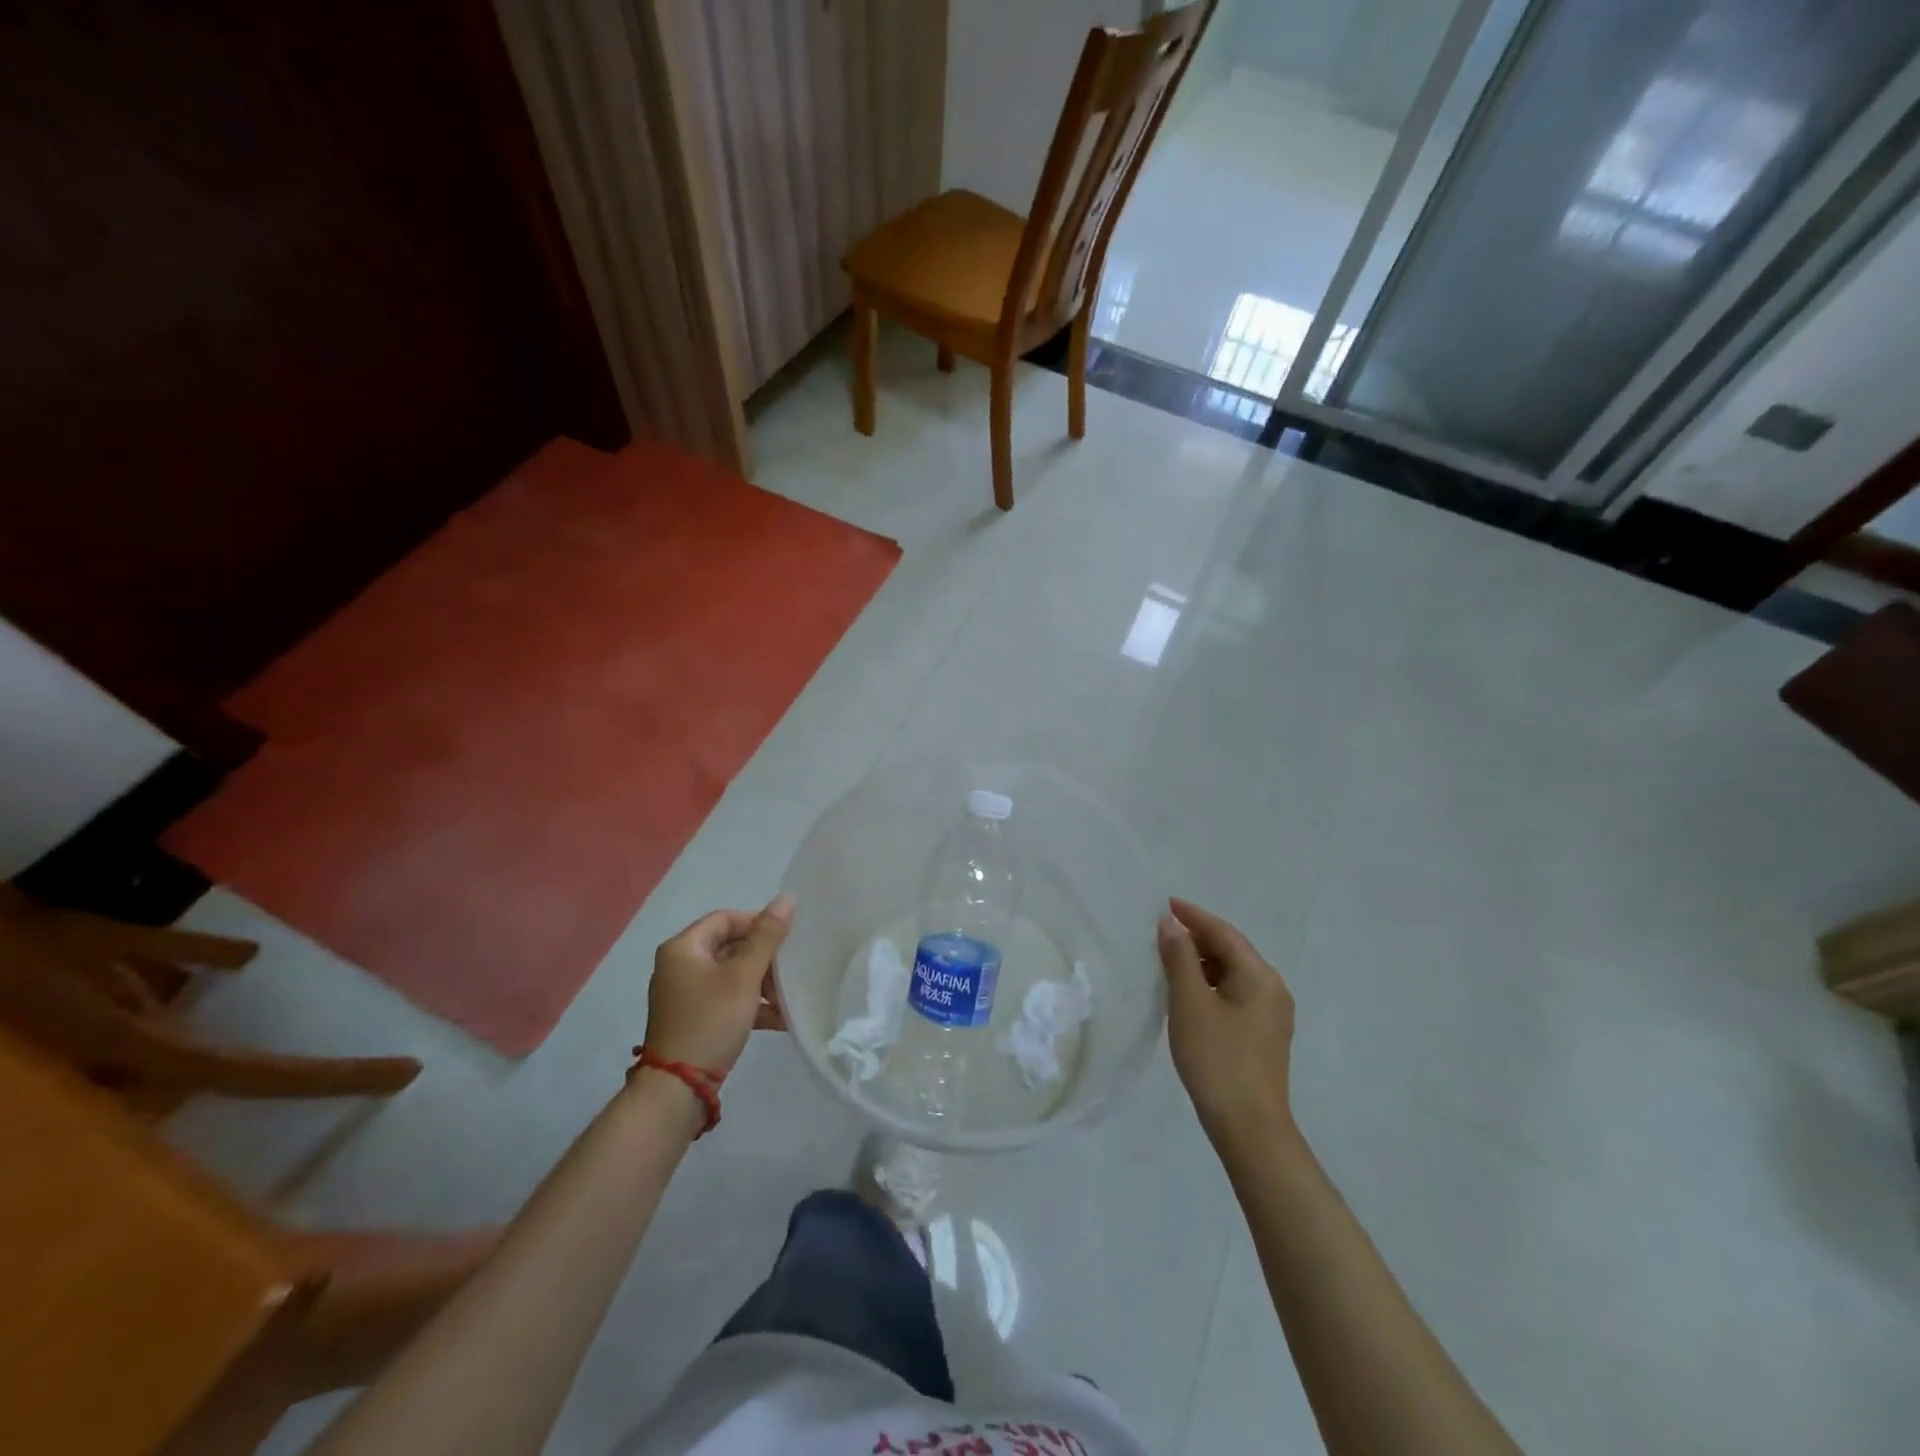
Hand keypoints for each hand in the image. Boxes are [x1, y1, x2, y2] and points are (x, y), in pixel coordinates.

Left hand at [643, 893, 795, 1074]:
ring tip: (787, 999)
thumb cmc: (710, 1020)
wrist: (678, 1089)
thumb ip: (767, 936)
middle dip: (764, 960)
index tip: (785, 941)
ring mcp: (685, 994)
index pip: (726, 919)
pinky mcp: (693, 1018)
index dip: (758, 924)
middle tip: (789, 973)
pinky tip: (778, 1019)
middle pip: (730, 947)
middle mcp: (679, 965)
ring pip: (731, 975)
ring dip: (762, 984)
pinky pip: (726, 999)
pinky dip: (750, 1004)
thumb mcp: (744, 976)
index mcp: (683, 948)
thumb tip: (787, 898)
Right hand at [1157, 897, 1294, 1145]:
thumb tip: (1170, 924)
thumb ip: (1179, 958)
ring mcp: (1272, 1013)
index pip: (1223, 933)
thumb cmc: (1216, 1059)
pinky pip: (1235, 993)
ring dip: (1202, 962)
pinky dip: (1211, 984)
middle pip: (1232, 950)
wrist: (1249, 1127)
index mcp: (1259, 976)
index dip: (1193, 916)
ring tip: (1169, 961)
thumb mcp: (1190, 1003)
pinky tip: (1188, 994)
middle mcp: (1272, 988)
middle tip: (1161, 932)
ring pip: (1233, 973)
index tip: (1165, 903)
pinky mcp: (1264, 1034)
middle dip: (1197, 938)